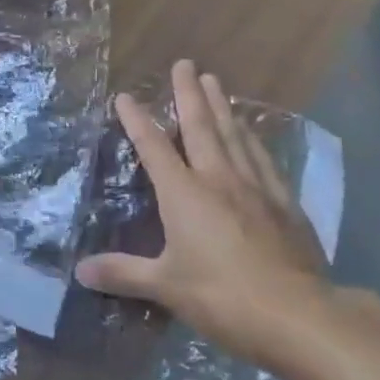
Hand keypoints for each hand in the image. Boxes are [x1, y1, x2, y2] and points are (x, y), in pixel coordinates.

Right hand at [77, 60, 339, 372]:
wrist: (299, 316)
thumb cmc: (223, 297)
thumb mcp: (166, 287)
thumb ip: (123, 273)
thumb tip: (80, 271)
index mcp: (185, 194)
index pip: (154, 147)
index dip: (137, 120)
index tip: (125, 96)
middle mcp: (219, 179)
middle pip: (201, 127)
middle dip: (188, 93)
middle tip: (185, 63)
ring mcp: (256, 188)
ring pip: (235, 136)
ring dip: (222, 106)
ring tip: (215, 81)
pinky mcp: (286, 204)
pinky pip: (265, 160)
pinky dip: (255, 140)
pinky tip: (254, 134)